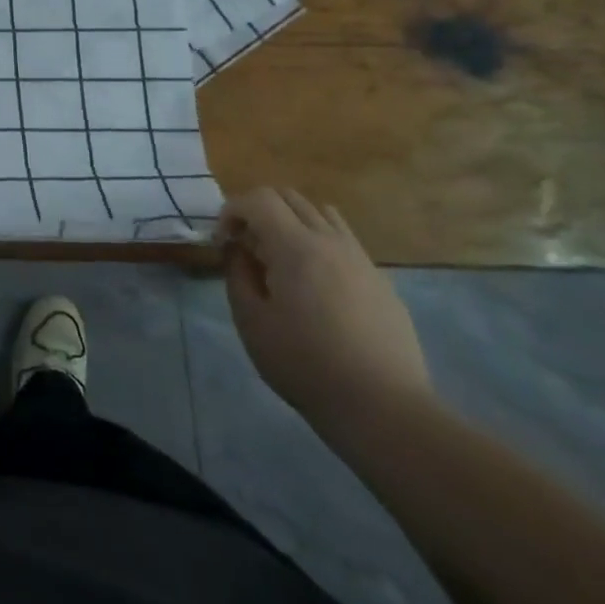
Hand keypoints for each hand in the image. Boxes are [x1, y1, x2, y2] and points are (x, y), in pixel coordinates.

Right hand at [216, 189, 433, 437]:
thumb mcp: (251, 322)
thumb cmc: (305, 364)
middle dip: (257, 211)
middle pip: (289, 197)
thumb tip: (237, 250)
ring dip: (290, 222)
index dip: (231, 210)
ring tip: (279, 259)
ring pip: (320, 213)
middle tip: (245, 246)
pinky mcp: (380, 279)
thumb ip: (237, 275)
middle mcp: (330, 241)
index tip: (222, 242)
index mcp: (296, 247)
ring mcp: (360, 258)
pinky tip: (313, 283)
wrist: (383, 407)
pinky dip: (318, 242)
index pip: (258, 198)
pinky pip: (343, 240)